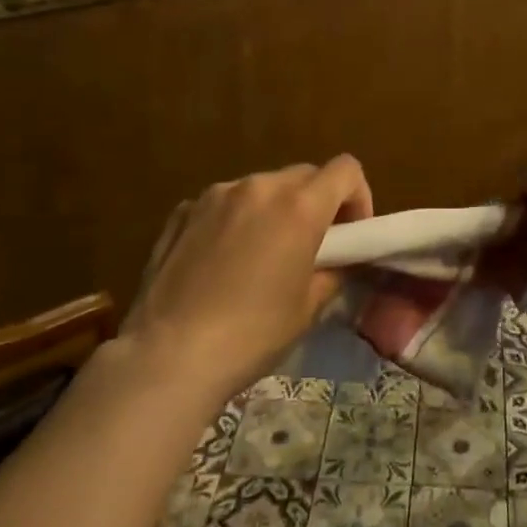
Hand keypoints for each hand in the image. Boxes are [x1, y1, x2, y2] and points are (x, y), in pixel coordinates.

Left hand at [122, 156, 372, 399]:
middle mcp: (259, 186)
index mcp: (299, 206)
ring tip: (261, 255)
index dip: (358, 196)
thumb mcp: (309, 307)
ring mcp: (216, 195)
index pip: (346, 169)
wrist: (168, 356)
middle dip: (316, 203)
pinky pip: (223, 203)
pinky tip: (221, 262)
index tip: (351, 233)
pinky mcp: (182, 211)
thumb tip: (337, 260)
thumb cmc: (252, 334)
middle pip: (304, 175)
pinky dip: (235, 220)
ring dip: (274, 210)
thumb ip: (333, 270)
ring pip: (262, 187)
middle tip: (311, 247)